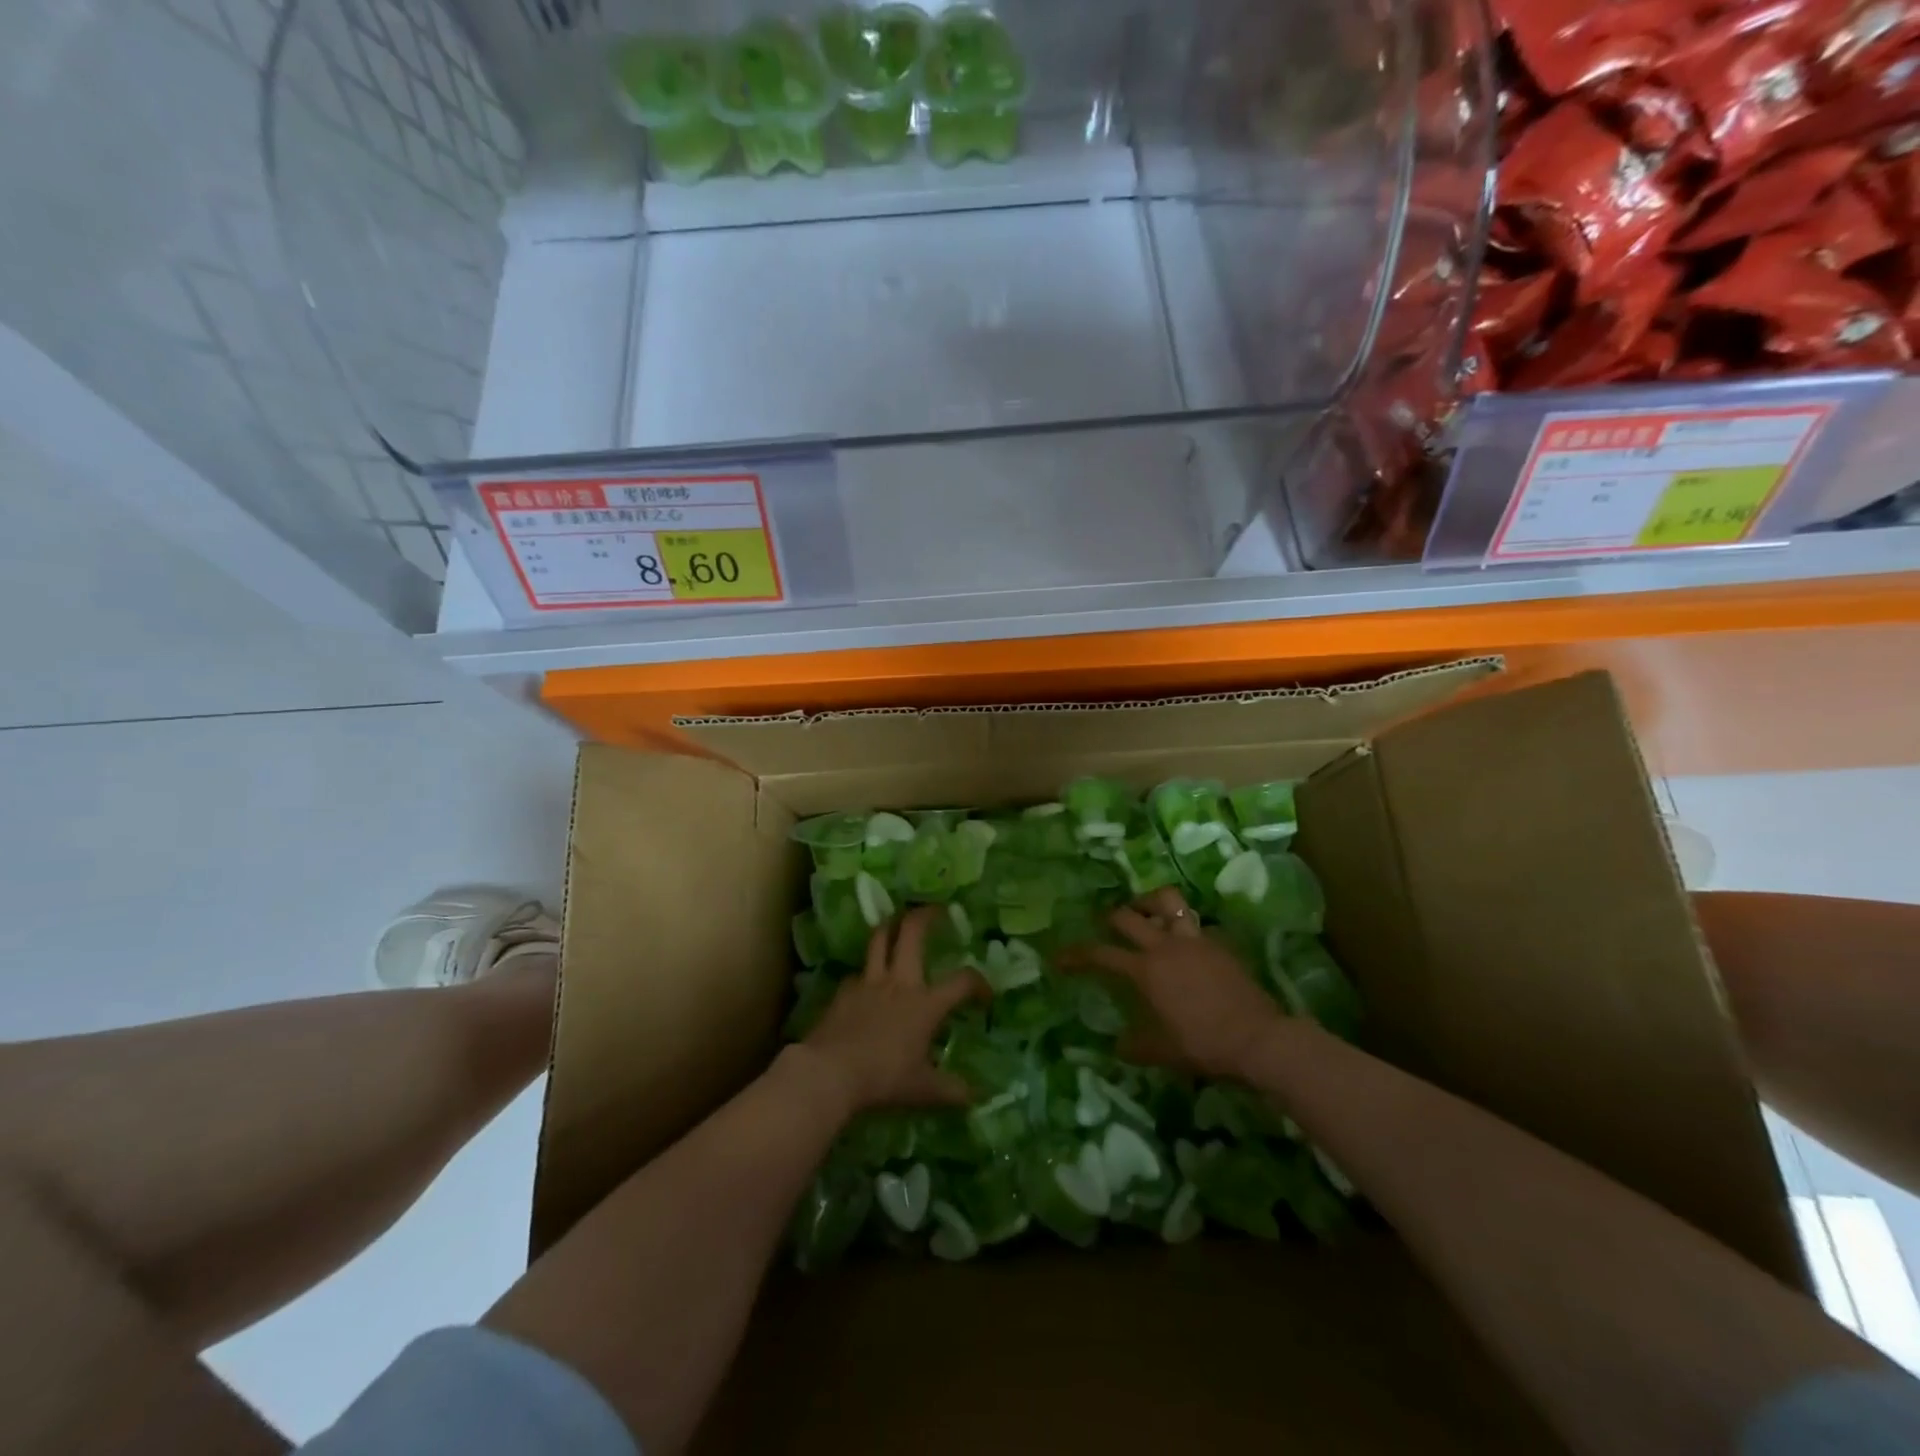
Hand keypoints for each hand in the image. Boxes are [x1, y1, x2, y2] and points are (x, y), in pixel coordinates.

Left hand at [800, 906, 985, 1115]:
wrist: (830, 1073)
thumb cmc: (883, 1078)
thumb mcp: (923, 1090)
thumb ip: (950, 1091)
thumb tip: (975, 1098)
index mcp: (926, 1003)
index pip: (962, 981)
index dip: (979, 983)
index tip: (985, 995)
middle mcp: (900, 982)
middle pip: (912, 933)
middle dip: (926, 915)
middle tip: (936, 910)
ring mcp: (868, 982)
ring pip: (879, 939)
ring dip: (891, 927)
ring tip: (898, 923)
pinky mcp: (843, 990)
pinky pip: (858, 972)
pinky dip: (866, 971)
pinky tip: (867, 982)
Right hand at [1064, 887, 1283, 1079]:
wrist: (1259, 1038)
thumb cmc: (1204, 1044)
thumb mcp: (1162, 1052)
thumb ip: (1135, 1046)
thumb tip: (1118, 1046)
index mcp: (1146, 970)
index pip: (1101, 954)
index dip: (1076, 955)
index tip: (1059, 959)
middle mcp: (1166, 946)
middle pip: (1128, 915)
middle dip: (1110, 917)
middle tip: (1105, 926)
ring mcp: (1195, 940)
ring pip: (1167, 902)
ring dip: (1150, 903)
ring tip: (1145, 913)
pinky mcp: (1219, 943)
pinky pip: (1196, 925)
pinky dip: (1185, 928)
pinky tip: (1187, 946)